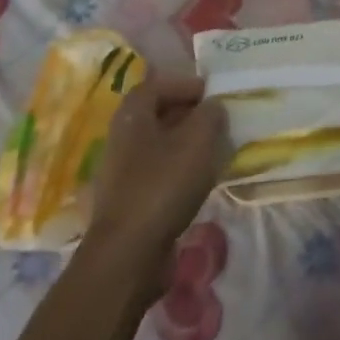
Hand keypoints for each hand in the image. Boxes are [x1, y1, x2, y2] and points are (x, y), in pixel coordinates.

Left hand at [87, 75, 229, 267]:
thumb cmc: (163, 186)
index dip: (184, 85)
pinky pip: (158, 173)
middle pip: (156, 115)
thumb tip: (213, 106)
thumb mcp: (198, 141)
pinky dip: (179, 170)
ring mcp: (122, 173)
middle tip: (218, 120)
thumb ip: (210, 115)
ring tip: (215, 150)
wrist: (129, 254)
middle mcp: (121, 139)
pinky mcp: (129, 201)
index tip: (213, 93)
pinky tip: (200, 182)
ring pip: (159, 146)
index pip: (156, 86)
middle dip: (188, 114)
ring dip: (186, 144)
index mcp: (132, 117)